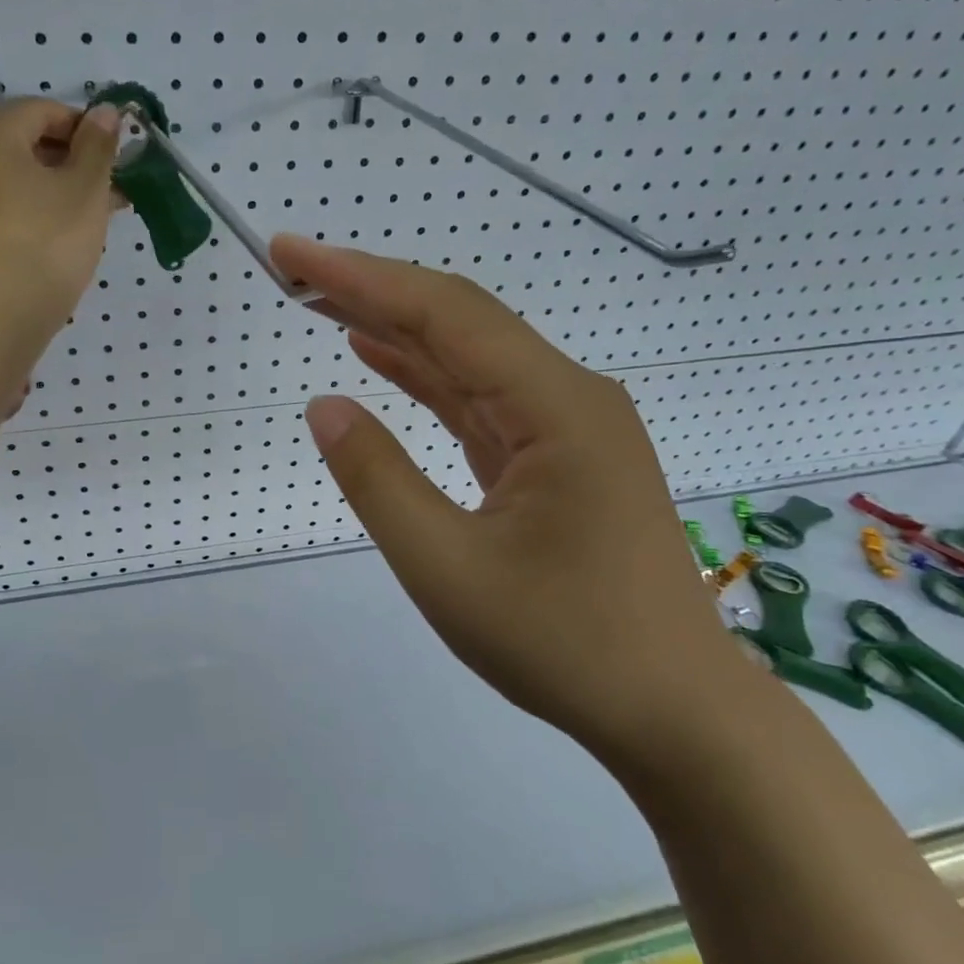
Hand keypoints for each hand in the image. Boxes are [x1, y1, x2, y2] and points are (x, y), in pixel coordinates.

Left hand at [0, 98, 121, 327]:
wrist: (7, 310)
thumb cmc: (51, 237)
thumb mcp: (86, 187)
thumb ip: (98, 145)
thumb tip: (107, 111)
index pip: (43, 110)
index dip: (86, 126)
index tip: (116, 154)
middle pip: (28, 143)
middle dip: (75, 160)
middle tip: (113, 185)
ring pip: (22, 178)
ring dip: (62, 187)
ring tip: (101, 210)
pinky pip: (10, 205)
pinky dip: (40, 209)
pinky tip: (72, 230)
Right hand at [272, 235, 759, 769]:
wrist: (673, 710)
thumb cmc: (564, 645)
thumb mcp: (447, 568)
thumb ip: (379, 480)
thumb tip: (324, 406)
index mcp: (556, 407)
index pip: (444, 315)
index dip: (360, 278)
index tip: (291, 253)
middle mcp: (568, 396)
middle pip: (458, 322)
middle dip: (372, 290)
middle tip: (293, 269)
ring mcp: (566, 425)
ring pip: (468, 358)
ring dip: (395, 328)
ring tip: (321, 303)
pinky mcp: (556, 456)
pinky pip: (480, 400)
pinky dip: (427, 376)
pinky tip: (382, 358)